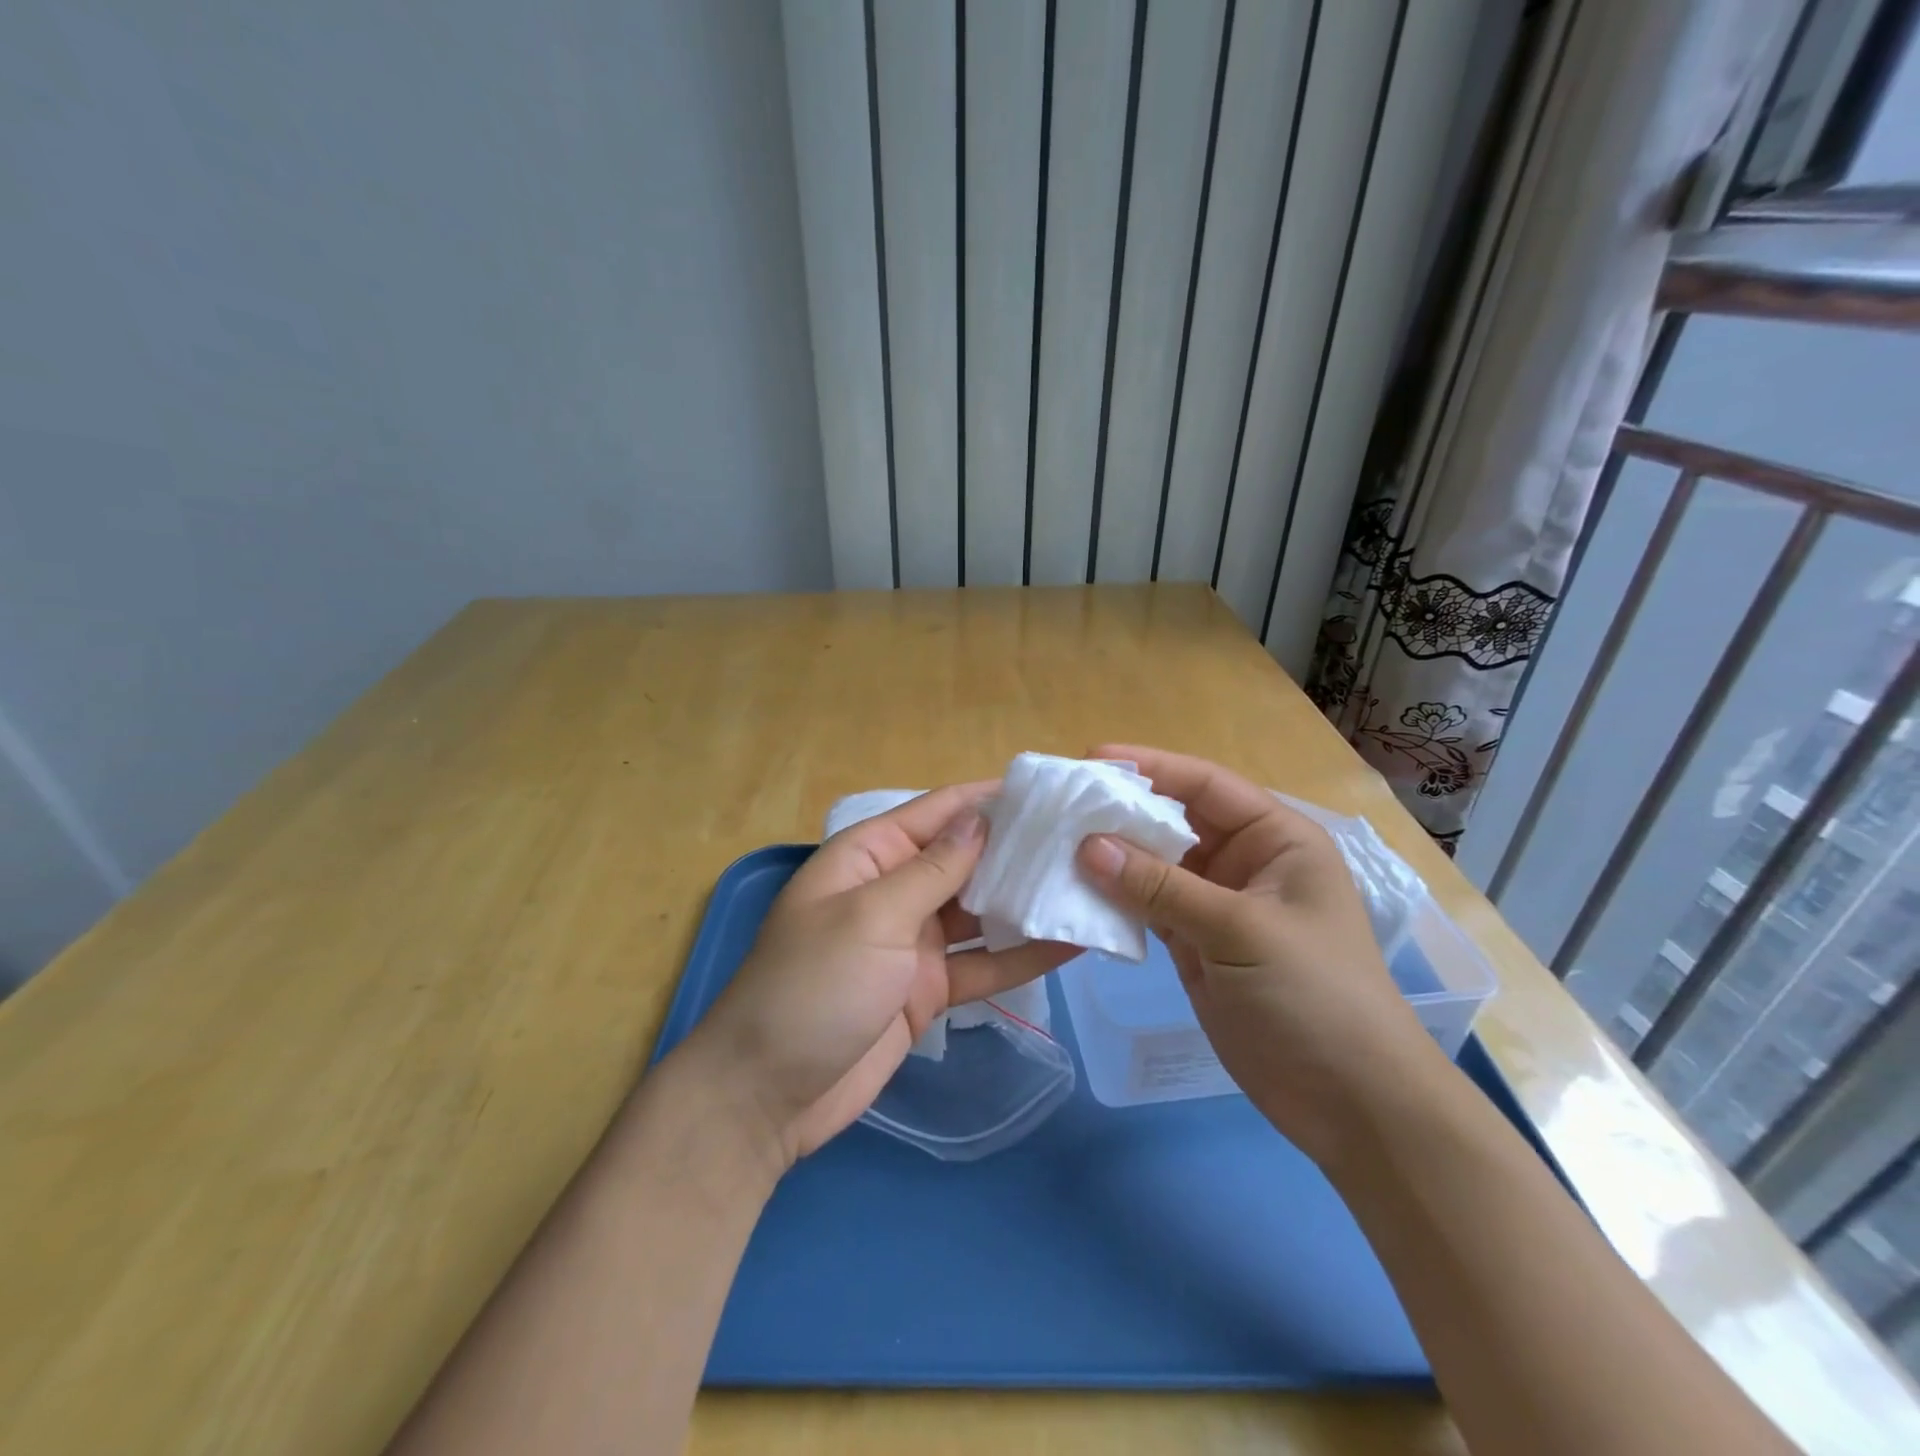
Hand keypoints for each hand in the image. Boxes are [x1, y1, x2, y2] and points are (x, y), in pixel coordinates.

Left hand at [677, 783, 1073, 1170]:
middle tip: (1089, 839)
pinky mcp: (927, 989)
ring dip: (1026, 902)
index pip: (939, 812)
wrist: (766, 1097)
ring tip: (1089, 886)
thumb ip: (930, 870)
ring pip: (980, 912)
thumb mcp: (870, 918)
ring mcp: (912, 942)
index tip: (1053, 790)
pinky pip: (982, 964)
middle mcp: (894, 890)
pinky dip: (1021, 957)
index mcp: (869, 856)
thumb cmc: (812, 988)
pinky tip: (1071, 945)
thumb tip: (979, 818)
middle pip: (966, 860)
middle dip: (1019, 849)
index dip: (992, 798)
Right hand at [1076, 745, 1444, 1165]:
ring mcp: (1216, 905)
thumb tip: (1087, 845)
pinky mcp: (1195, 944)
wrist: (1349, 1103)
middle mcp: (1244, 862)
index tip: (1089, 760)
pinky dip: (1115, 899)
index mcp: (1276, 839)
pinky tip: (1076, 891)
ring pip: (1155, 865)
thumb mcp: (1239, 930)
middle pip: (1174, 821)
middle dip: (1121, 811)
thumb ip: (1161, 886)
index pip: (1206, 785)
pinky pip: (1147, 907)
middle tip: (1060, 804)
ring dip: (1112, 856)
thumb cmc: (1314, 996)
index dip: (1150, 767)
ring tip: (1054, 843)